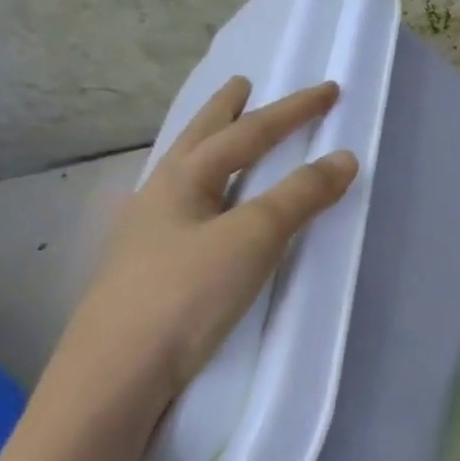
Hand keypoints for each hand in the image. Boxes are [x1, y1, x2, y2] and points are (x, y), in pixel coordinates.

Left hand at [50, 78, 357, 415]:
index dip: (292, 111)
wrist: (116, 376)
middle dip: (224, 111)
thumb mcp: (252, 239)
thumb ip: (298, 197)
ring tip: (221, 135)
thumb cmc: (185, 296)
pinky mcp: (148, 269)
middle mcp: (158, 197)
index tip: (330, 90)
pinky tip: (199, 209)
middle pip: (198, 140)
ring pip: (183, 174)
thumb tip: (343, 158)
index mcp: (182, 180)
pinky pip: (181, 208)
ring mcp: (146, 234)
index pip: (247, 133)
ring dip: (208, 147)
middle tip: (241, 84)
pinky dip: (202, 190)